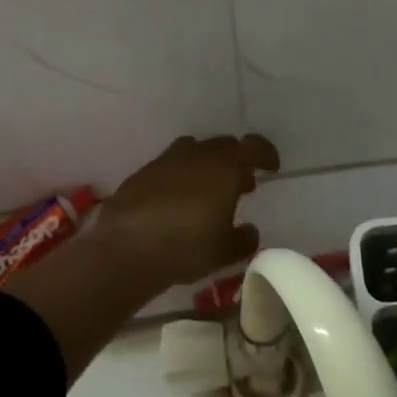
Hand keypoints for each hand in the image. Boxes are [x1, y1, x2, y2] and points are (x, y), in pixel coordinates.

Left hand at [98, 134, 280, 290]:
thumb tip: (250, 231)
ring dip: (207, 164)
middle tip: (241, 184)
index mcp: (226, 168)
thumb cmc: (186, 247)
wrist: (126, 248)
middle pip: (224, 145)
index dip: (266, 154)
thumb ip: (244, 238)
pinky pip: (171, 164)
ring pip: (195, 150)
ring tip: (208, 189)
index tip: (271, 168)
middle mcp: (198, 155)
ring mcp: (167, 160)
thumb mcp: (226, 252)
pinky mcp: (143, 172)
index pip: (254, 147)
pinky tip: (177, 200)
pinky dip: (181, 175)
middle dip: (236, 160)